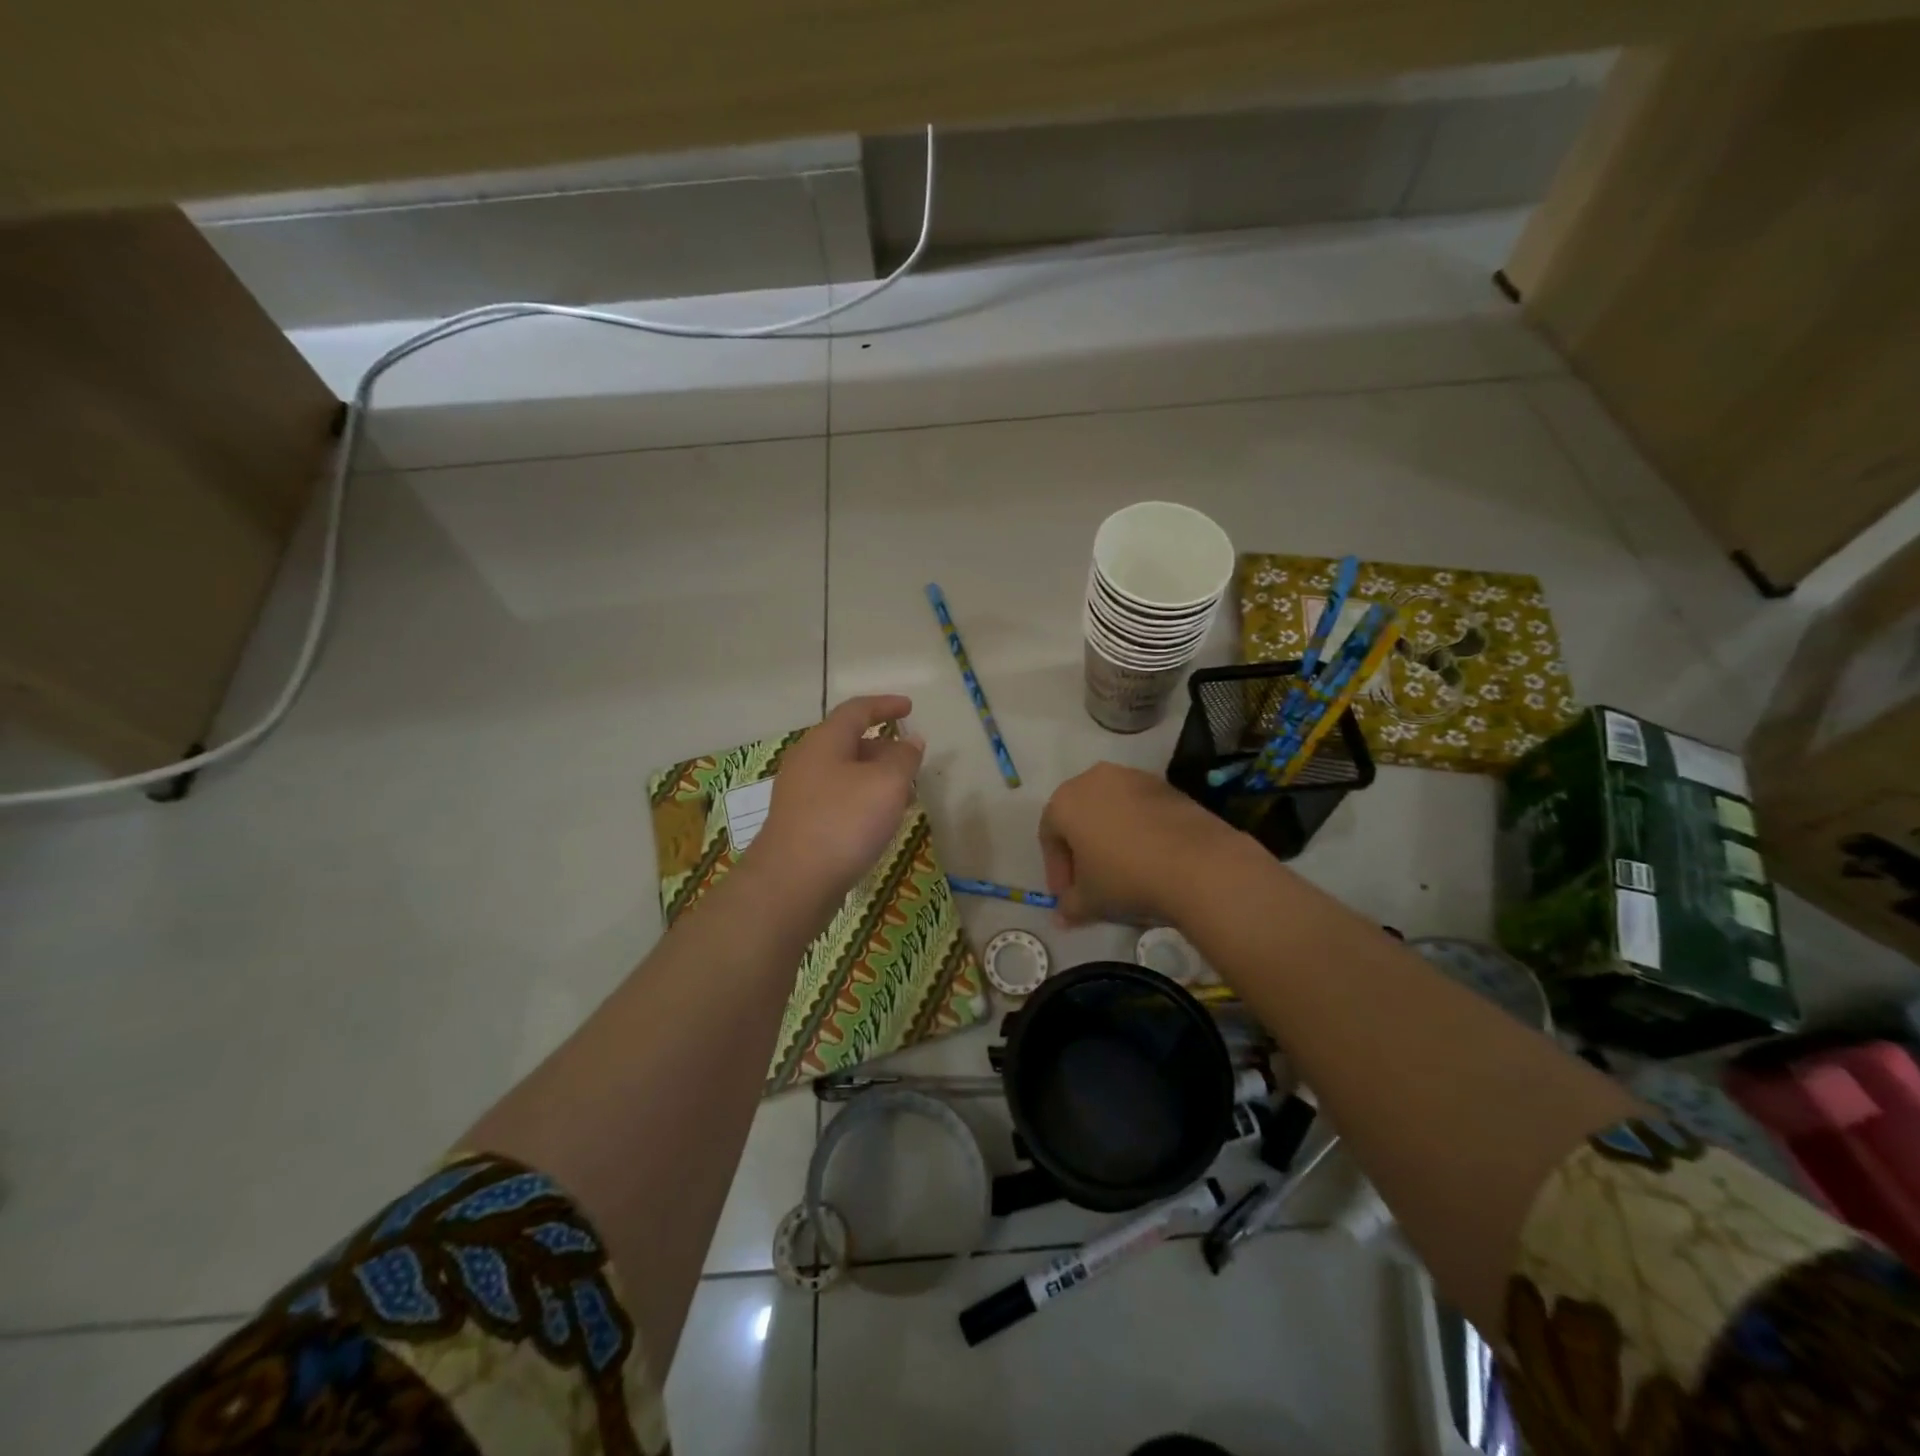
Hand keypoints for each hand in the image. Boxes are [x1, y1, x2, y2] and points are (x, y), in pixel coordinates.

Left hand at [750, 695, 925, 911]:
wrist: (792, 883)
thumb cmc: (843, 822)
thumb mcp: (887, 783)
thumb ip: (904, 758)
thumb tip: (910, 741)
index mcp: (824, 741)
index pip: (857, 710)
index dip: (885, 705)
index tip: (909, 708)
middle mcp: (807, 761)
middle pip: (849, 742)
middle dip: (884, 747)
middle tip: (912, 762)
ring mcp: (800, 794)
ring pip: (845, 774)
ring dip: (876, 778)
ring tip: (904, 796)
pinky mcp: (800, 823)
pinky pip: (838, 799)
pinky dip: (863, 800)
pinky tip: (878, 823)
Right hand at [1039, 763, 1238, 925]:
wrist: (1196, 862)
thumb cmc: (1125, 877)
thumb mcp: (1090, 900)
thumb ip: (1070, 906)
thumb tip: (1061, 917)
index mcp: (1065, 802)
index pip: (1049, 836)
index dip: (1056, 869)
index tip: (1068, 896)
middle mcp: (1093, 779)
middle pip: (1078, 816)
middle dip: (1081, 849)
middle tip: (1091, 881)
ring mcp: (1132, 777)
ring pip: (1110, 809)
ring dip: (1110, 836)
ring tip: (1122, 868)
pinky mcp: (1165, 785)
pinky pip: (1139, 808)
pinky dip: (1137, 829)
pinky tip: (1149, 856)